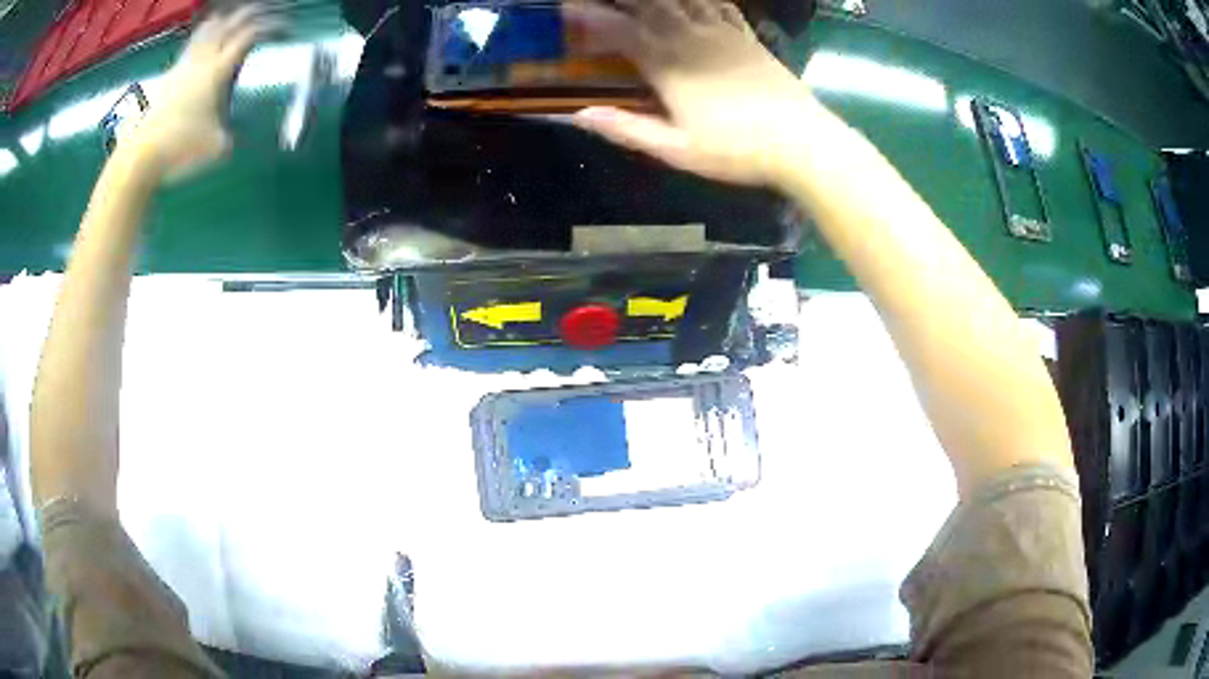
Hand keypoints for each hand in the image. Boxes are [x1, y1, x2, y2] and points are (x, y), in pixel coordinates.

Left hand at [130, 6, 273, 181]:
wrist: (143, 156)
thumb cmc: (182, 149)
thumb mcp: (219, 146)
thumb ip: (234, 130)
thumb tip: (238, 126)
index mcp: (218, 70)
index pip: (251, 35)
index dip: (272, 27)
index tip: (286, 32)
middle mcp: (203, 59)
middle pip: (232, 21)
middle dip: (253, 14)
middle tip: (267, 16)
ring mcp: (184, 64)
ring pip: (209, 27)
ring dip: (227, 19)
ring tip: (235, 20)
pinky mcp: (170, 75)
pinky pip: (193, 43)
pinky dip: (206, 35)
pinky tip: (208, 42)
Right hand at [565, 0, 814, 186]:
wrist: (801, 142)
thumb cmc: (736, 150)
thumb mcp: (676, 150)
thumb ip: (627, 129)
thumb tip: (580, 115)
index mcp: (668, 65)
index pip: (619, 29)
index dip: (590, 16)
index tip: (568, 8)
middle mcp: (691, 37)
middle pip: (648, 3)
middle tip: (603, 0)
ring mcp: (722, 32)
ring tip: (641, 0)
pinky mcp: (747, 35)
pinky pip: (719, 3)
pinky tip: (691, 0)